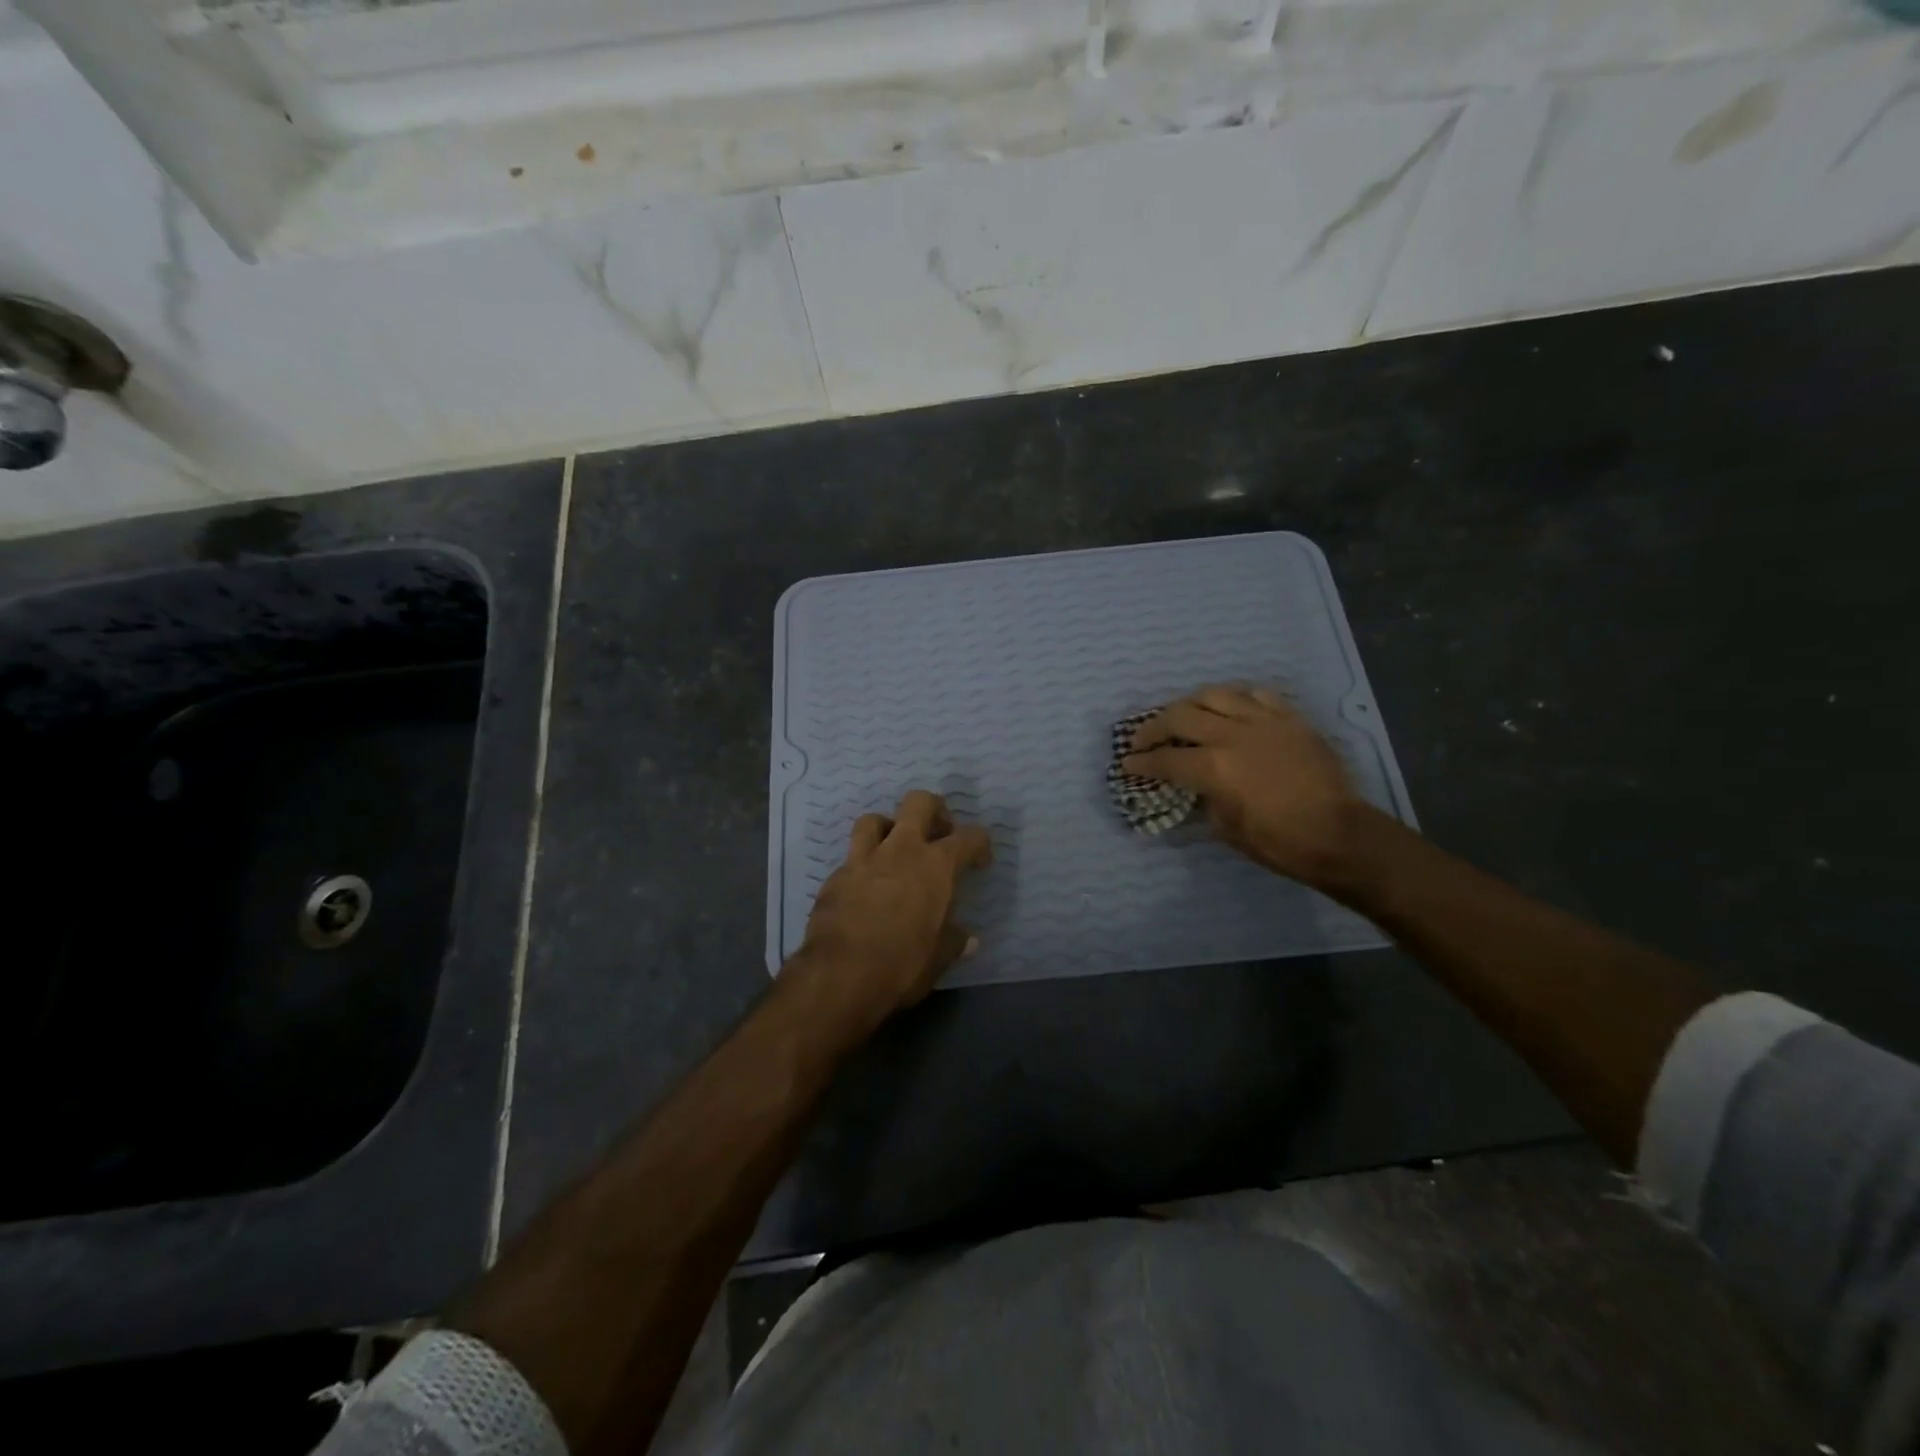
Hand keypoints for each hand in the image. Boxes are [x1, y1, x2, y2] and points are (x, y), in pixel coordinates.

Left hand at [791, 790, 992, 1016]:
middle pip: (919, 802)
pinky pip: (852, 856)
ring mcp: (864, 859)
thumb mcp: (939, 958)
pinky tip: (866, 885)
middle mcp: (901, 850)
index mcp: (936, 866)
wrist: (840, 974)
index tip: (979, 862)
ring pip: (875, 819)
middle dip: (934, 810)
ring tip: (894, 849)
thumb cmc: (902, 964)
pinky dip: (863, 865)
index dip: (979, 845)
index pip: (969, 837)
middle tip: (938, 833)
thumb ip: (954, 942)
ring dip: (888, 828)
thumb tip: (968, 940)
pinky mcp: (836, 876)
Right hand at [1122, 685, 1364, 887]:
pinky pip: (1256, 695)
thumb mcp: (1227, 829)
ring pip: (1215, 695)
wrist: (1339, 835)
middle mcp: (1233, 735)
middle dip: (1154, 727)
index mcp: (1214, 767)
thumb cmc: (1279, 842)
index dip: (1140, 762)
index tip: (1127, 764)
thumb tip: (1194, 788)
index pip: (1165, 758)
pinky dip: (1235, 700)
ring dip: (1190, 704)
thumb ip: (1204, 799)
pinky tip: (1230, 709)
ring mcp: (1263, 721)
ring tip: (1184, 716)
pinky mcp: (1290, 718)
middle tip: (1143, 739)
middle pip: (1180, 716)